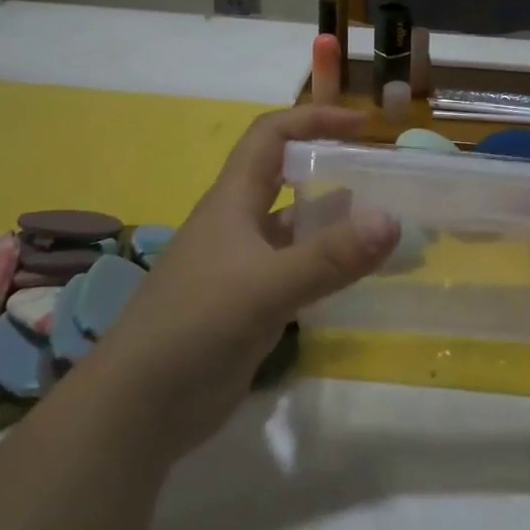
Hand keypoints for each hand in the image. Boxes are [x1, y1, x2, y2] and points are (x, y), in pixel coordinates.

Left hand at [87, 106, 397, 459]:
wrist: (138, 408)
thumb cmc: (194, 328)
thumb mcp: (265, 287)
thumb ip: (330, 257)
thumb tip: (392, 220)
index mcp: (232, 201)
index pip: (271, 136)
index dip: (313, 120)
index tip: (361, 127)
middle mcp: (238, 225)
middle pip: (287, 179)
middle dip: (331, 169)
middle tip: (384, 179)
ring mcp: (243, 267)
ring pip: (296, 230)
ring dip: (335, 224)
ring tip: (385, 228)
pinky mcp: (250, 306)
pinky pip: (297, 272)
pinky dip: (328, 267)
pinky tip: (358, 277)